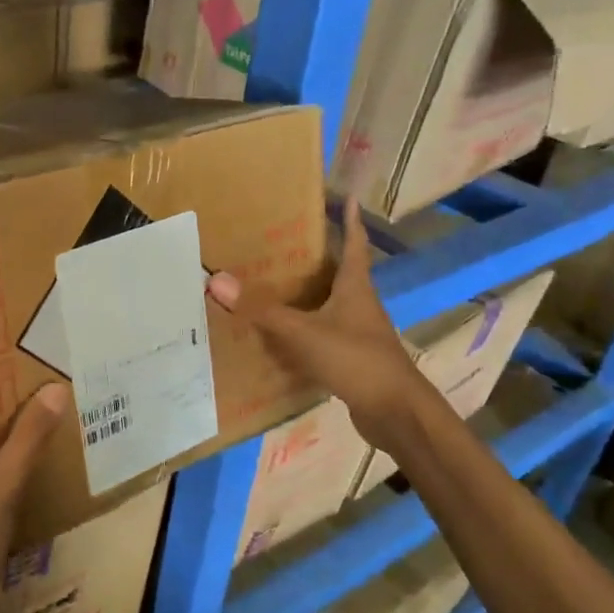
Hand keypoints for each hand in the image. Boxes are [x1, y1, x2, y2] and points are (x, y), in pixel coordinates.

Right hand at [206, 195, 426, 443]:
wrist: (396, 414)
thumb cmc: (356, 359)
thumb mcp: (304, 332)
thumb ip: (262, 310)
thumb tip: (217, 280)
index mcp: (355, 289)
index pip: (354, 246)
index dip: (350, 222)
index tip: (349, 199)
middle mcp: (360, 306)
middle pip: (340, 275)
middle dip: (318, 259)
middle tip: (288, 243)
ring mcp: (359, 335)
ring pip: (330, 307)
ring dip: (309, 297)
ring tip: (277, 286)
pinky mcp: (353, 361)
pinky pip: (324, 337)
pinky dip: (305, 332)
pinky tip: (282, 338)